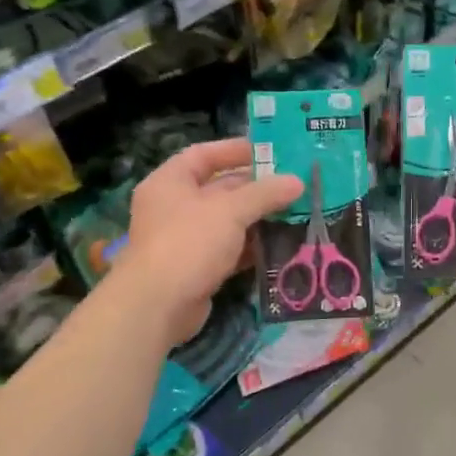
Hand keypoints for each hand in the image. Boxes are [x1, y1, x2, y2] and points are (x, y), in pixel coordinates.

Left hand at [118, 138, 302, 344]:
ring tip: (295, 213)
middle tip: (293, 185)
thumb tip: (297, 181)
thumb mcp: (230, 211)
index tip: (270, 152)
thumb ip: (264, 194)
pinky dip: (251, 248)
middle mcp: (174, 207)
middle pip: (219, 189)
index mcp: (170, 182)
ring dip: (257, 219)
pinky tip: (281, 245)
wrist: (158, 305)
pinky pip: (228, 251)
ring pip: (226, 222)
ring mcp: (184, 240)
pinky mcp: (196, 269)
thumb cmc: (189, 243)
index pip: (203, 155)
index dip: (234, 150)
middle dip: (255, 188)